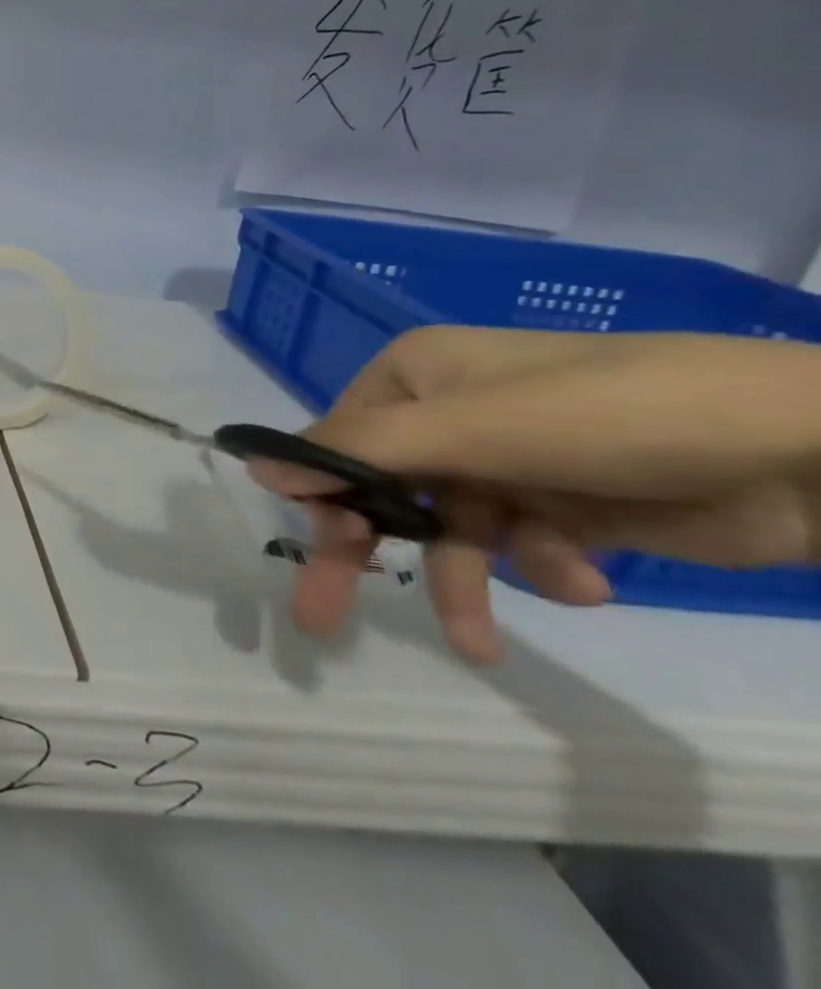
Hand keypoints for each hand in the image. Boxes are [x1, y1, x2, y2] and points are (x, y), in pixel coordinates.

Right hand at [248, 327, 820, 663]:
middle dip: (365, 549)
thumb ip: (358, 449)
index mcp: (415, 377)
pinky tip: (586, 579)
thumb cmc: (610, 417)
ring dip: (466, 581)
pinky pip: (519, 545)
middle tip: (320, 617)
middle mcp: (449, 414)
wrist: (809, 449)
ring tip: (479, 643)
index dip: (325, 493)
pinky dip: (544, 569)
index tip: (326, 546)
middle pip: (380, 488)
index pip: (339, 439)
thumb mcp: (472, 429)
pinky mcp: (562, 505)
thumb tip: (254, 464)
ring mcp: (506, 460)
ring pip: (448, 529)